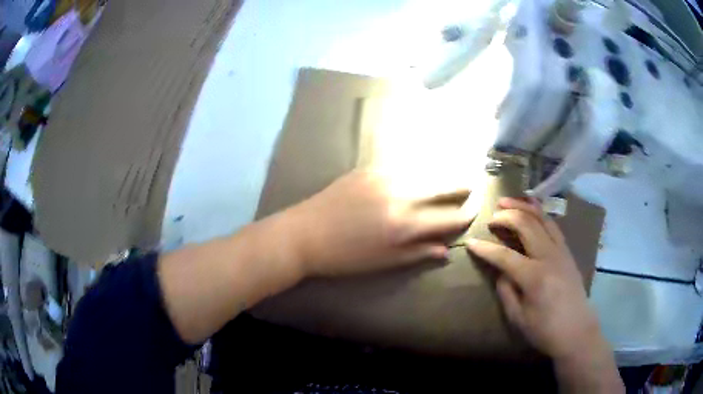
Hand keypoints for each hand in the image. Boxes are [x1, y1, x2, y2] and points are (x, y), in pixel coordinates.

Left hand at [287, 170, 471, 276]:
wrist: (304, 234)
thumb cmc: (344, 257)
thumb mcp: (384, 262)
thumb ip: (418, 253)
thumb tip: (446, 249)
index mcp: (405, 226)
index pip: (448, 218)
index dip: (466, 214)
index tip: (475, 209)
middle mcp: (400, 196)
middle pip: (442, 186)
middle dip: (461, 185)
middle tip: (472, 184)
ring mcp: (383, 177)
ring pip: (424, 170)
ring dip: (442, 172)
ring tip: (453, 173)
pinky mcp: (368, 168)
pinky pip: (401, 164)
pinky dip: (417, 167)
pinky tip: (423, 167)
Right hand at [465, 198, 602, 359]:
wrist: (577, 330)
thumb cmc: (545, 330)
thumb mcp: (518, 318)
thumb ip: (506, 291)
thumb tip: (500, 271)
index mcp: (534, 277)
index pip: (504, 256)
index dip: (485, 249)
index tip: (471, 243)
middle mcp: (549, 257)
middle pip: (526, 225)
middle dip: (506, 217)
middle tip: (491, 218)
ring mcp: (561, 251)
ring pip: (541, 218)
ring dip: (523, 206)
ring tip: (507, 202)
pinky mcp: (567, 251)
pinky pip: (553, 225)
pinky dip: (540, 213)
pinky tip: (532, 208)